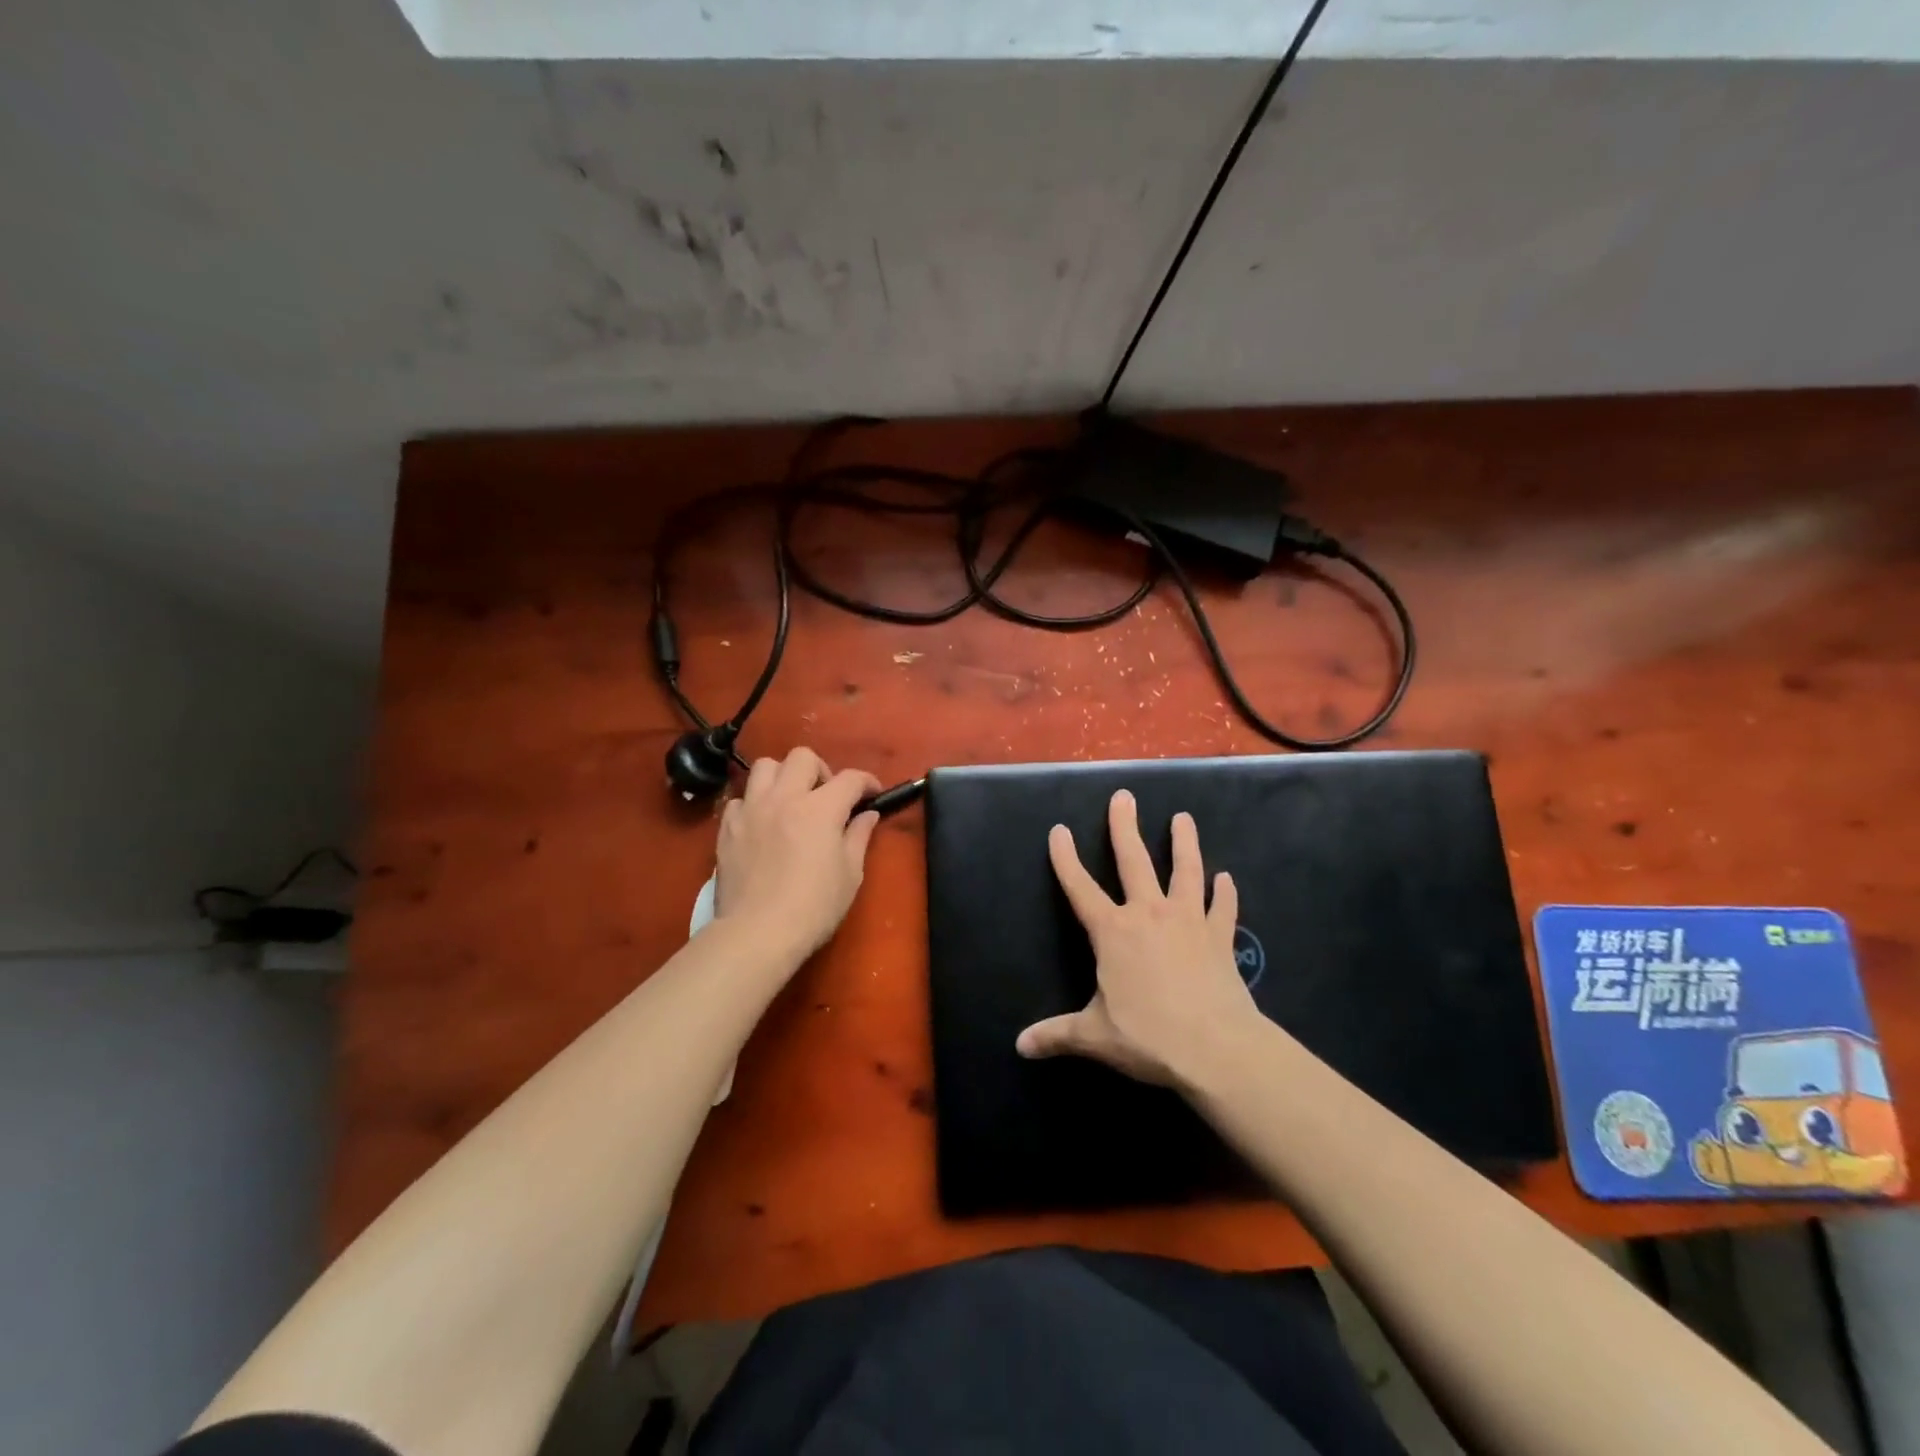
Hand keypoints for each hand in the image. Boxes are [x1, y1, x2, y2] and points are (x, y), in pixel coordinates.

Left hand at [715, 748, 881, 961]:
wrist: (757, 933)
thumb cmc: (814, 907)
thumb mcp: (850, 874)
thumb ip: (858, 837)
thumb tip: (867, 815)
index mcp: (820, 809)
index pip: (850, 778)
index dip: (867, 782)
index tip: (873, 794)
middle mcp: (784, 798)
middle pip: (803, 757)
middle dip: (822, 770)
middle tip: (827, 797)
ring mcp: (751, 809)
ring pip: (765, 767)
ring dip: (783, 777)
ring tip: (791, 800)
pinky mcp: (727, 827)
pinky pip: (740, 798)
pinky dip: (754, 803)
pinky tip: (762, 823)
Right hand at [1016, 789, 1258, 1088]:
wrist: (1216, 1048)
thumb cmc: (1148, 1036)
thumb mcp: (1094, 1036)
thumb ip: (1056, 1034)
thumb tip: (1019, 1046)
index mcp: (1112, 932)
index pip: (1080, 887)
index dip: (1066, 858)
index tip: (1059, 830)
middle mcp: (1149, 914)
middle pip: (1134, 861)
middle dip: (1124, 827)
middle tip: (1124, 797)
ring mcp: (1189, 921)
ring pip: (1185, 871)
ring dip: (1184, 844)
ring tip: (1183, 818)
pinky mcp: (1220, 937)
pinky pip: (1223, 908)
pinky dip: (1225, 893)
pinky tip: (1227, 878)